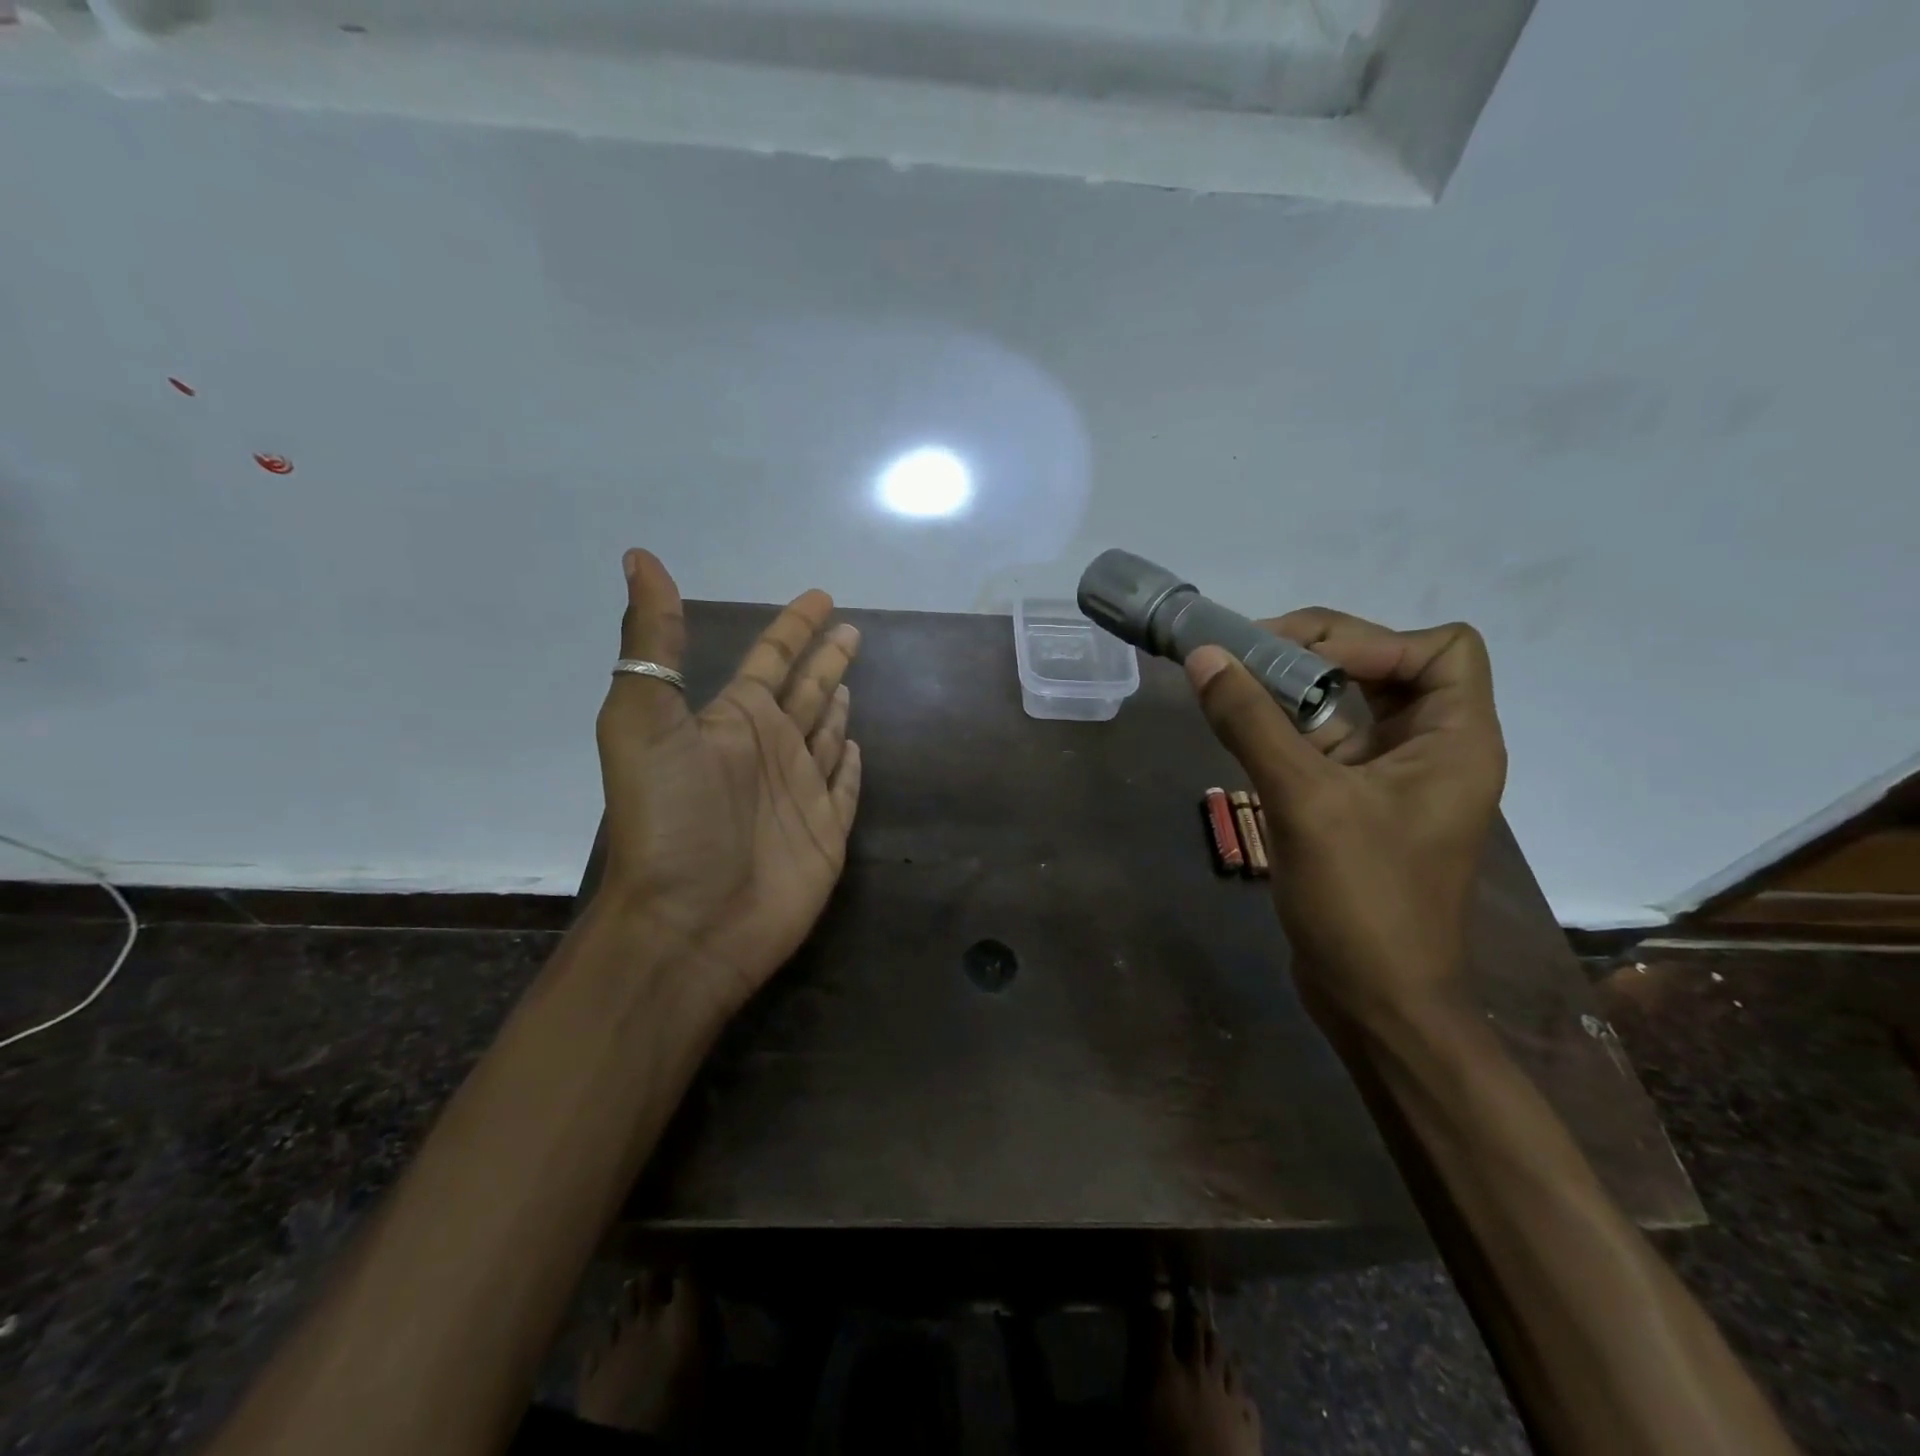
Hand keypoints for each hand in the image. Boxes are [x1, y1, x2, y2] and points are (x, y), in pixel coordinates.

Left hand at [592, 550, 862, 1018]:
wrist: (690, 923)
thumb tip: (639, 557)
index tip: (821, 597)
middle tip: (852, 631)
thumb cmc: (671, 819)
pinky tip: (859, 748)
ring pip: (827, 736)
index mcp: (733, 720)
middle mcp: (769, 750)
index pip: (771, 658)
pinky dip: (852, 766)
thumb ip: (652, 641)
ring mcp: (799, 793)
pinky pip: (845, 787)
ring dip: (838, 707)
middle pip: (806, 692)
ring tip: (852, 682)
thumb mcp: (644, 720)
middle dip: (827, 660)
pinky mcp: (825, 834)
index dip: (794, 626)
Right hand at [1186, 609, 1505, 1029]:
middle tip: (1244, 655)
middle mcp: (1434, 749)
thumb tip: (1206, 655)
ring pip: (1350, 705)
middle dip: (1319, 653)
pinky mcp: (1357, 803)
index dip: (1371, 640)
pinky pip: (1324, 743)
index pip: (1438, 649)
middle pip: (1389, 667)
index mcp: (1457, 740)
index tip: (1295, 657)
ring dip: (1294, 689)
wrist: (1375, 1000)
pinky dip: (1285, 728)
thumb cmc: (1361, 900)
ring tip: (1232, 683)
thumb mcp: (1305, 801)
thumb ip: (1253, 723)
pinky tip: (1241, 729)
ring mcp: (1393, 778)